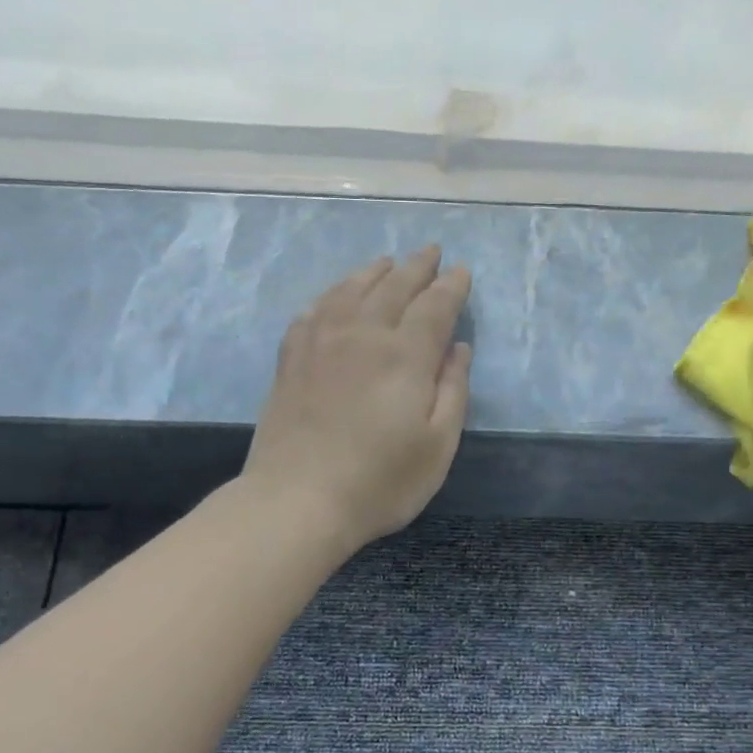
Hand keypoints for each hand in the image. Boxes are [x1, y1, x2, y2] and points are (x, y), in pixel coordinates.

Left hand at [243, 247, 472, 552]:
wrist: (297, 501)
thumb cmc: (380, 481)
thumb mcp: (438, 445)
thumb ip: (452, 390)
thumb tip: (458, 347)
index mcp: (405, 355)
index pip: (435, 306)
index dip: (451, 286)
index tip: (461, 271)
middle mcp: (363, 335)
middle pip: (393, 287)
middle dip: (417, 266)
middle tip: (431, 252)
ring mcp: (320, 343)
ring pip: (350, 290)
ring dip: (373, 272)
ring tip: (387, 262)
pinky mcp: (291, 360)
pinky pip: (313, 311)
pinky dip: (330, 294)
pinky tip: (335, 295)